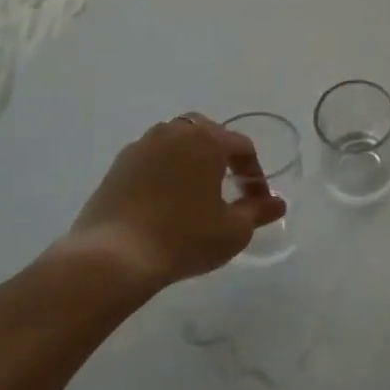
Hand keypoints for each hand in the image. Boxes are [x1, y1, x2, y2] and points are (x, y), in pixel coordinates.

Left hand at [48, 114, 285, 288]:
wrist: (112, 258)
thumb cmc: (183, 238)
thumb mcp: (232, 231)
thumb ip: (258, 212)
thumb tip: (277, 203)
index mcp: (206, 139)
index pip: (242, 147)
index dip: (255, 174)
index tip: (257, 202)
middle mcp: (174, 131)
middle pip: (207, 134)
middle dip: (222, 156)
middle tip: (228, 186)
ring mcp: (141, 146)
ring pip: (175, 143)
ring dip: (190, 160)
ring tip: (196, 192)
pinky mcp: (117, 166)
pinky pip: (151, 160)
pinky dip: (164, 172)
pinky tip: (165, 202)